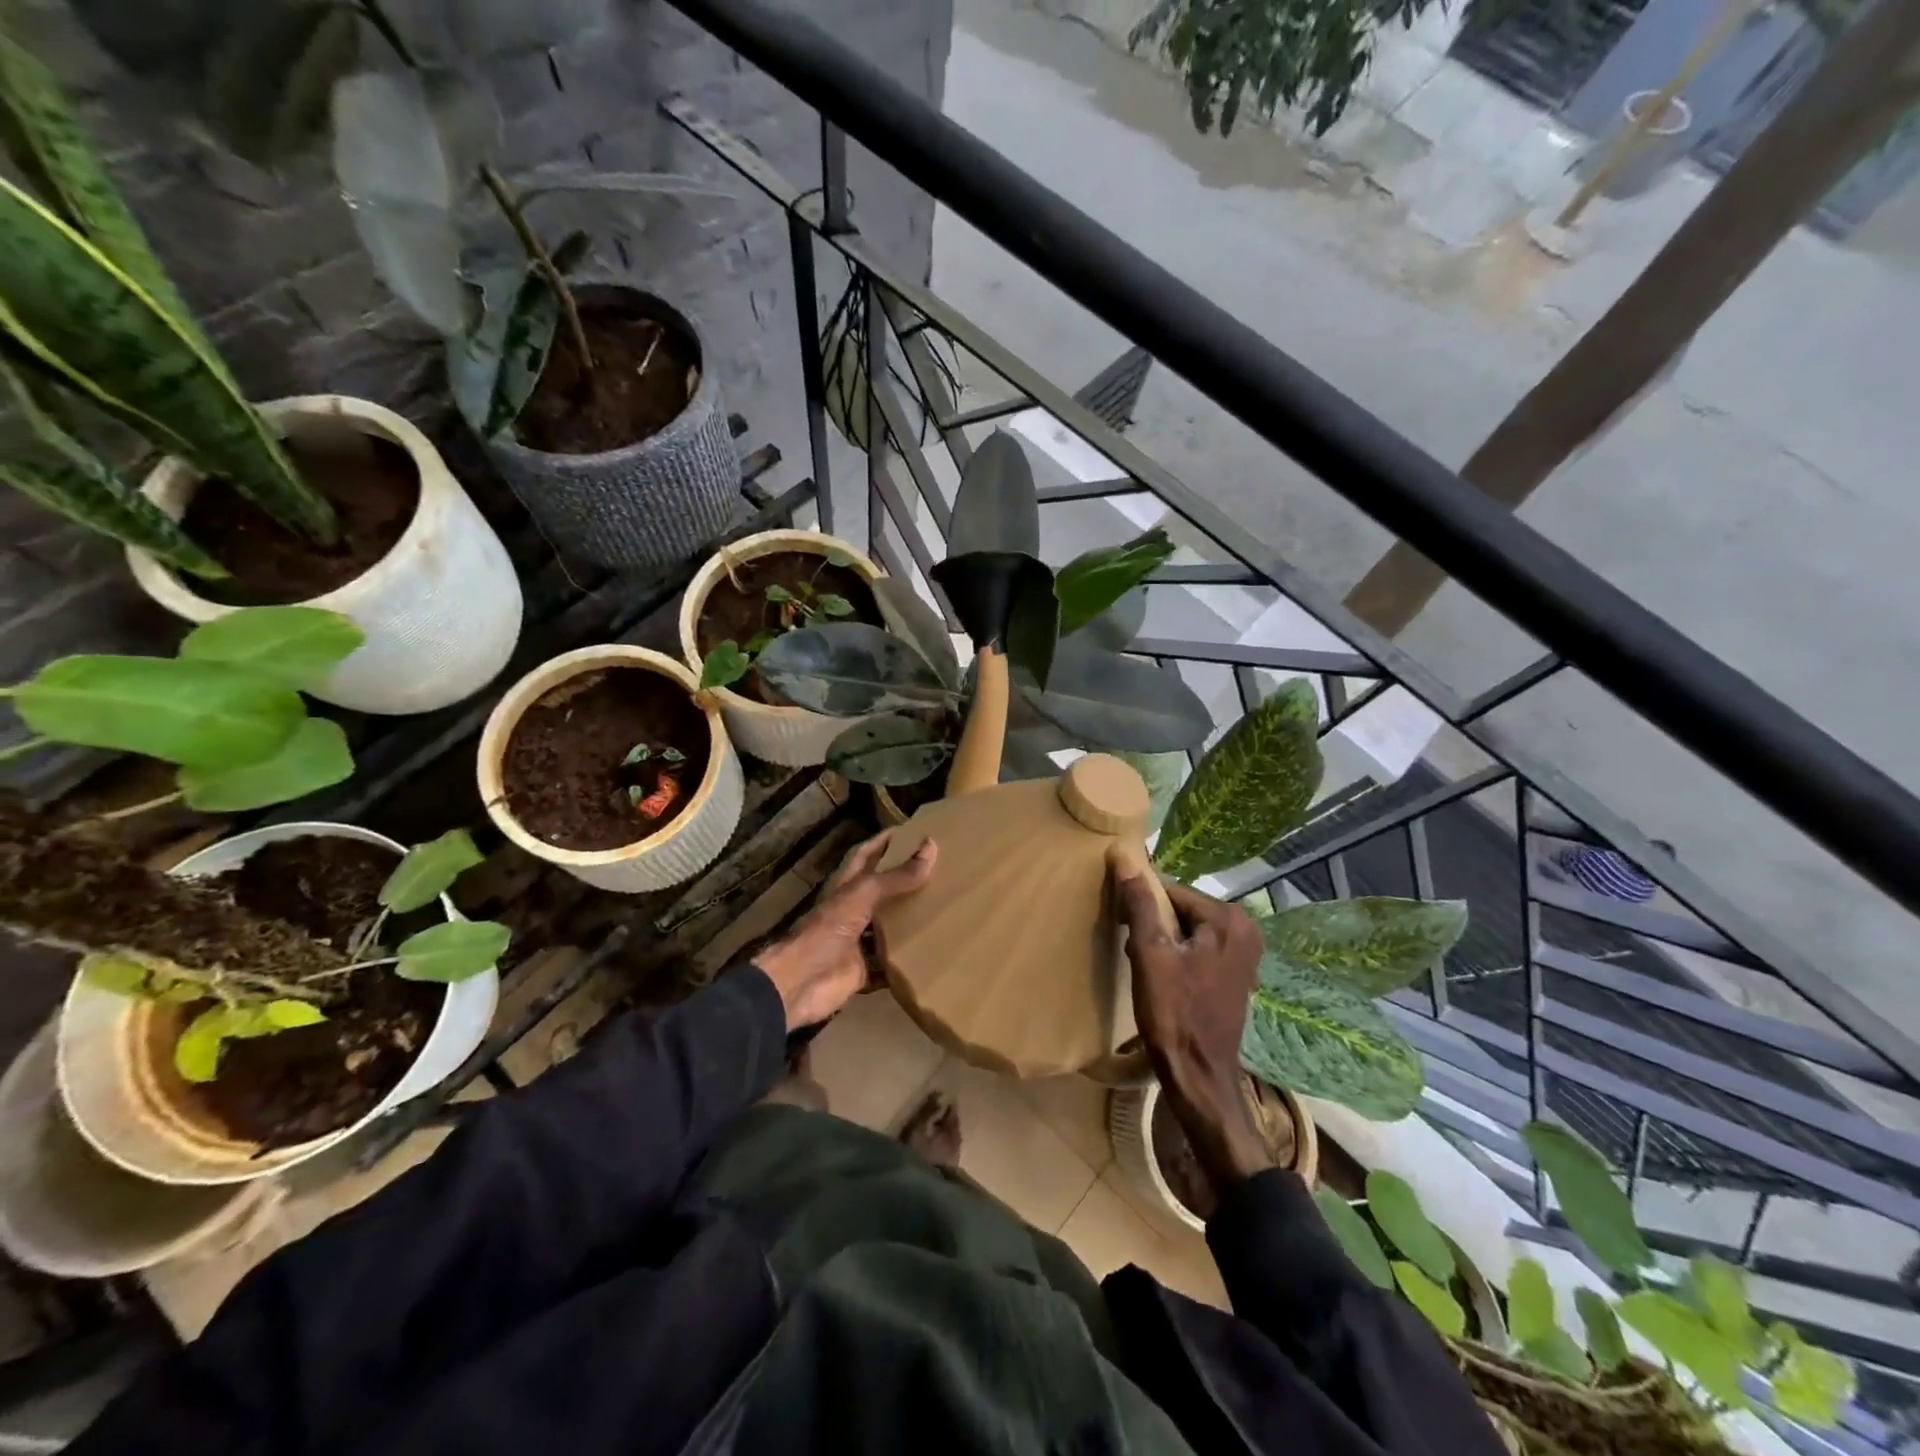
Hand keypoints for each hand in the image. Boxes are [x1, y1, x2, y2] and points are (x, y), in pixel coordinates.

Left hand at [754, 832, 937, 1029]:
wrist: (800, 983)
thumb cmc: (827, 930)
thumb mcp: (863, 896)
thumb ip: (897, 876)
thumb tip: (931, 847)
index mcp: (846, 887)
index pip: (865, 855)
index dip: (884, 842)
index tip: (910, 831)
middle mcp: (851, 911)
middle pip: (880, 891)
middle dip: (904, 882)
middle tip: (939, 871)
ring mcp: (856, 942)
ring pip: (887, 928)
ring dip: (908, 922)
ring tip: (943, 910)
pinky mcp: (863, 971)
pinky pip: (888, 966)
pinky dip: (905, 963)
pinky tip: (931, 956)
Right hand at [1114, 870, 1274, 1189]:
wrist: (1199, 1076)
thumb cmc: (1174, 1013)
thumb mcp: (1150, 954)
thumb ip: (1140, 903)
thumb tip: (1123, 856)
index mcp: (1229, 919)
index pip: (1172, 891)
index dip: (1142, 905)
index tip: (1122, 925)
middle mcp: (1246, 929)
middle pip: (1182, 909)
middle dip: (1153, 923)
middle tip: (1132, 948)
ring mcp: (1245, 954)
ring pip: (1188, 929)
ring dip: (1163, 940)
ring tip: (1143, 964)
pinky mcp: (1236, 974)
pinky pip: (1199, 948)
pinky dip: (1178, 954)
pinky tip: (1162, 976)